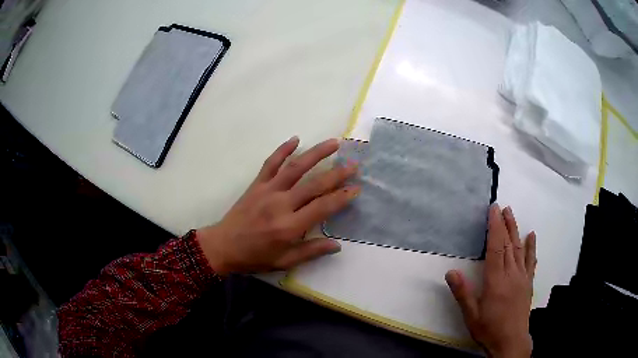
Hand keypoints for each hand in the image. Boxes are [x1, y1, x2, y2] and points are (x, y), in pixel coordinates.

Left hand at [197, 137, 358, 274]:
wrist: (223, 246)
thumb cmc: (254, 257)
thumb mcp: (284, 262)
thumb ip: (311, 252)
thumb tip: (336, 245)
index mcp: (289, 226)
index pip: (322, 207)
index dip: (342, 197)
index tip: (356, 188)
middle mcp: (281, 204)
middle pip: (314, 184)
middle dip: (337, 174)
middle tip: (354, 164)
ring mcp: (267, 191)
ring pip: (295, 168)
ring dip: (316, 153)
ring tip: (334, 143)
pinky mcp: (256, 184)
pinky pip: (271, 163)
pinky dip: (283, 150)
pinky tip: (295, 139)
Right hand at [446, 204, 535, 357]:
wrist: (511, 341)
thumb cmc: (489, 328)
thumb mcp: (471, 315)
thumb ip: (462, 292)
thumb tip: (450, 272)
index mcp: (496, 280)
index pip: (496, 248)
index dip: (494, 227)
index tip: (493, 210)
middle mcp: (512, 274)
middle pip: (509, 244)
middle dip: (505, 223)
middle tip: (502, 207)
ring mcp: (522, 277)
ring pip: (520, 248)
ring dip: (516, 230)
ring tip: (512, 214)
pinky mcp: (528, 283)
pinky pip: (531, 261)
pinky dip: (531, 247)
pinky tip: (532, 236)